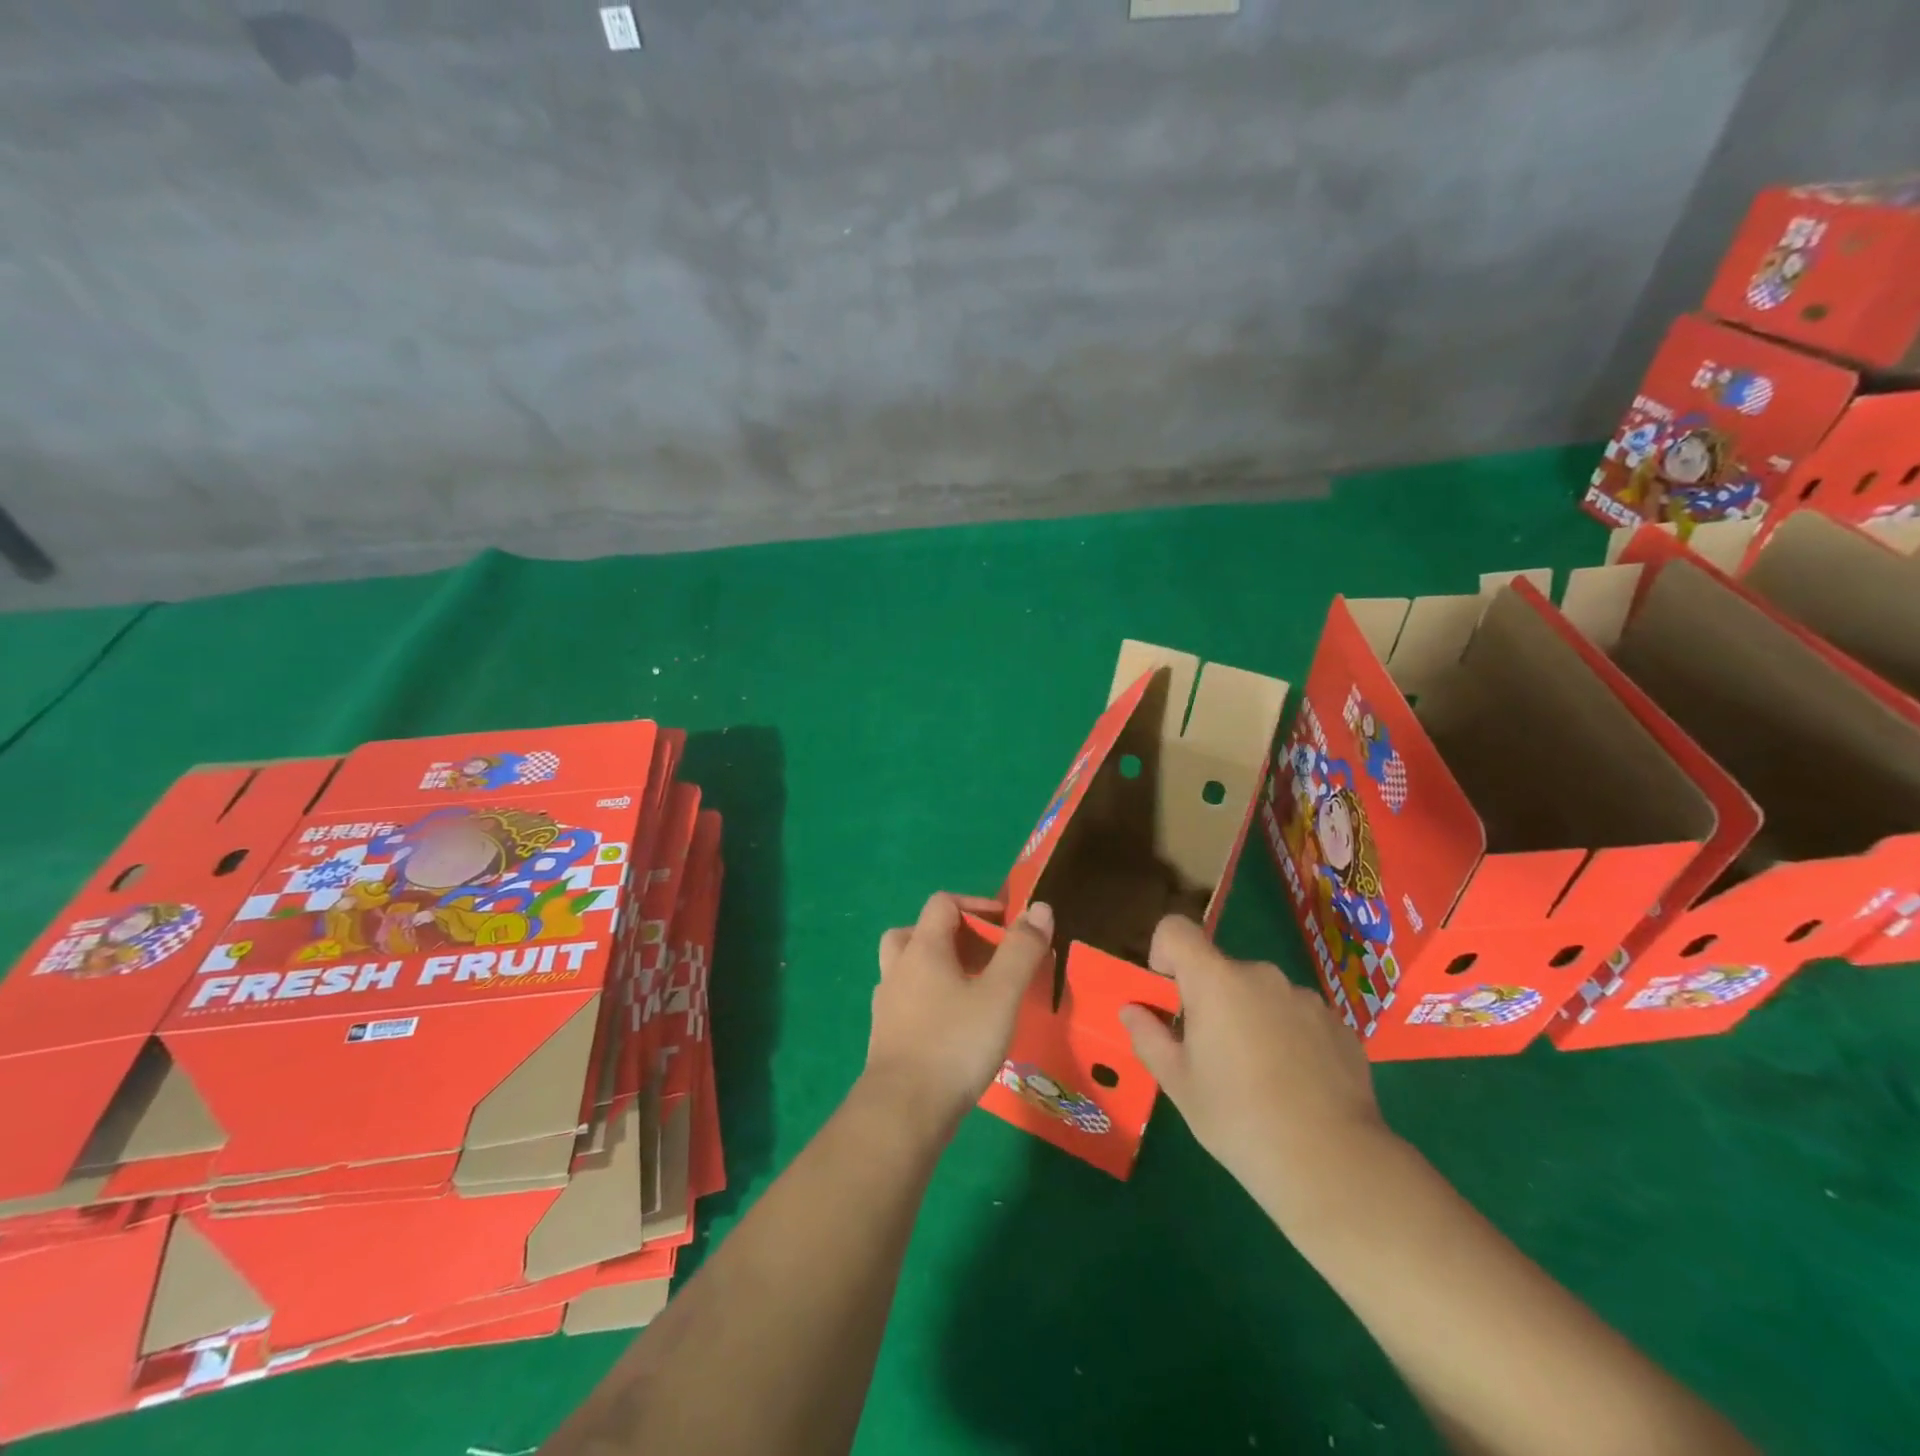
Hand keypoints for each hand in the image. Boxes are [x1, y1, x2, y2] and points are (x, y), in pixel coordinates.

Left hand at [865, 894, 1053, 1131]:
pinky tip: (953, 1025)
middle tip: (983, 955)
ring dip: (937, 968)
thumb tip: (1040, 908)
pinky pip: (906, 1000)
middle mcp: (898, 968)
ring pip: (908, 968)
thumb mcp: (1001, 995)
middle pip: (917, 932)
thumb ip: (1021, 950)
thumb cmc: (955, 1044)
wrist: (903, 1111)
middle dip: (952, 936)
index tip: (1006, 924)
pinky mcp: (885, 1037)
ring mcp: (887, 1004)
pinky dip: (928, 999)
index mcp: (923, 948)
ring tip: (971, 989)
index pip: (942, 903)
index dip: (975, 905)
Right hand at [1119, 916, 1397, 1221]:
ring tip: (1261, 1078)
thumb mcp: (1178, 1083)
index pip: (1176, 929)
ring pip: (1262, 996)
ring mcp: (1306, 998)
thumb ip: (1149, 1037)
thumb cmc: (1238, 1117)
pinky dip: (1290, 1039)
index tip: (1169, 996)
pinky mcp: (1340, 1026)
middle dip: (1211, 1001)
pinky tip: (1298, 1087)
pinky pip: (1299, 1018)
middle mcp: (1261, 975)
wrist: (1332, 1163)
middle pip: (1221, 970)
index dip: (1164, 953)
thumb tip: (1132, 1010)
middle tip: (1213, 1056)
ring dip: (1253, 1019)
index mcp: (1215, 980)